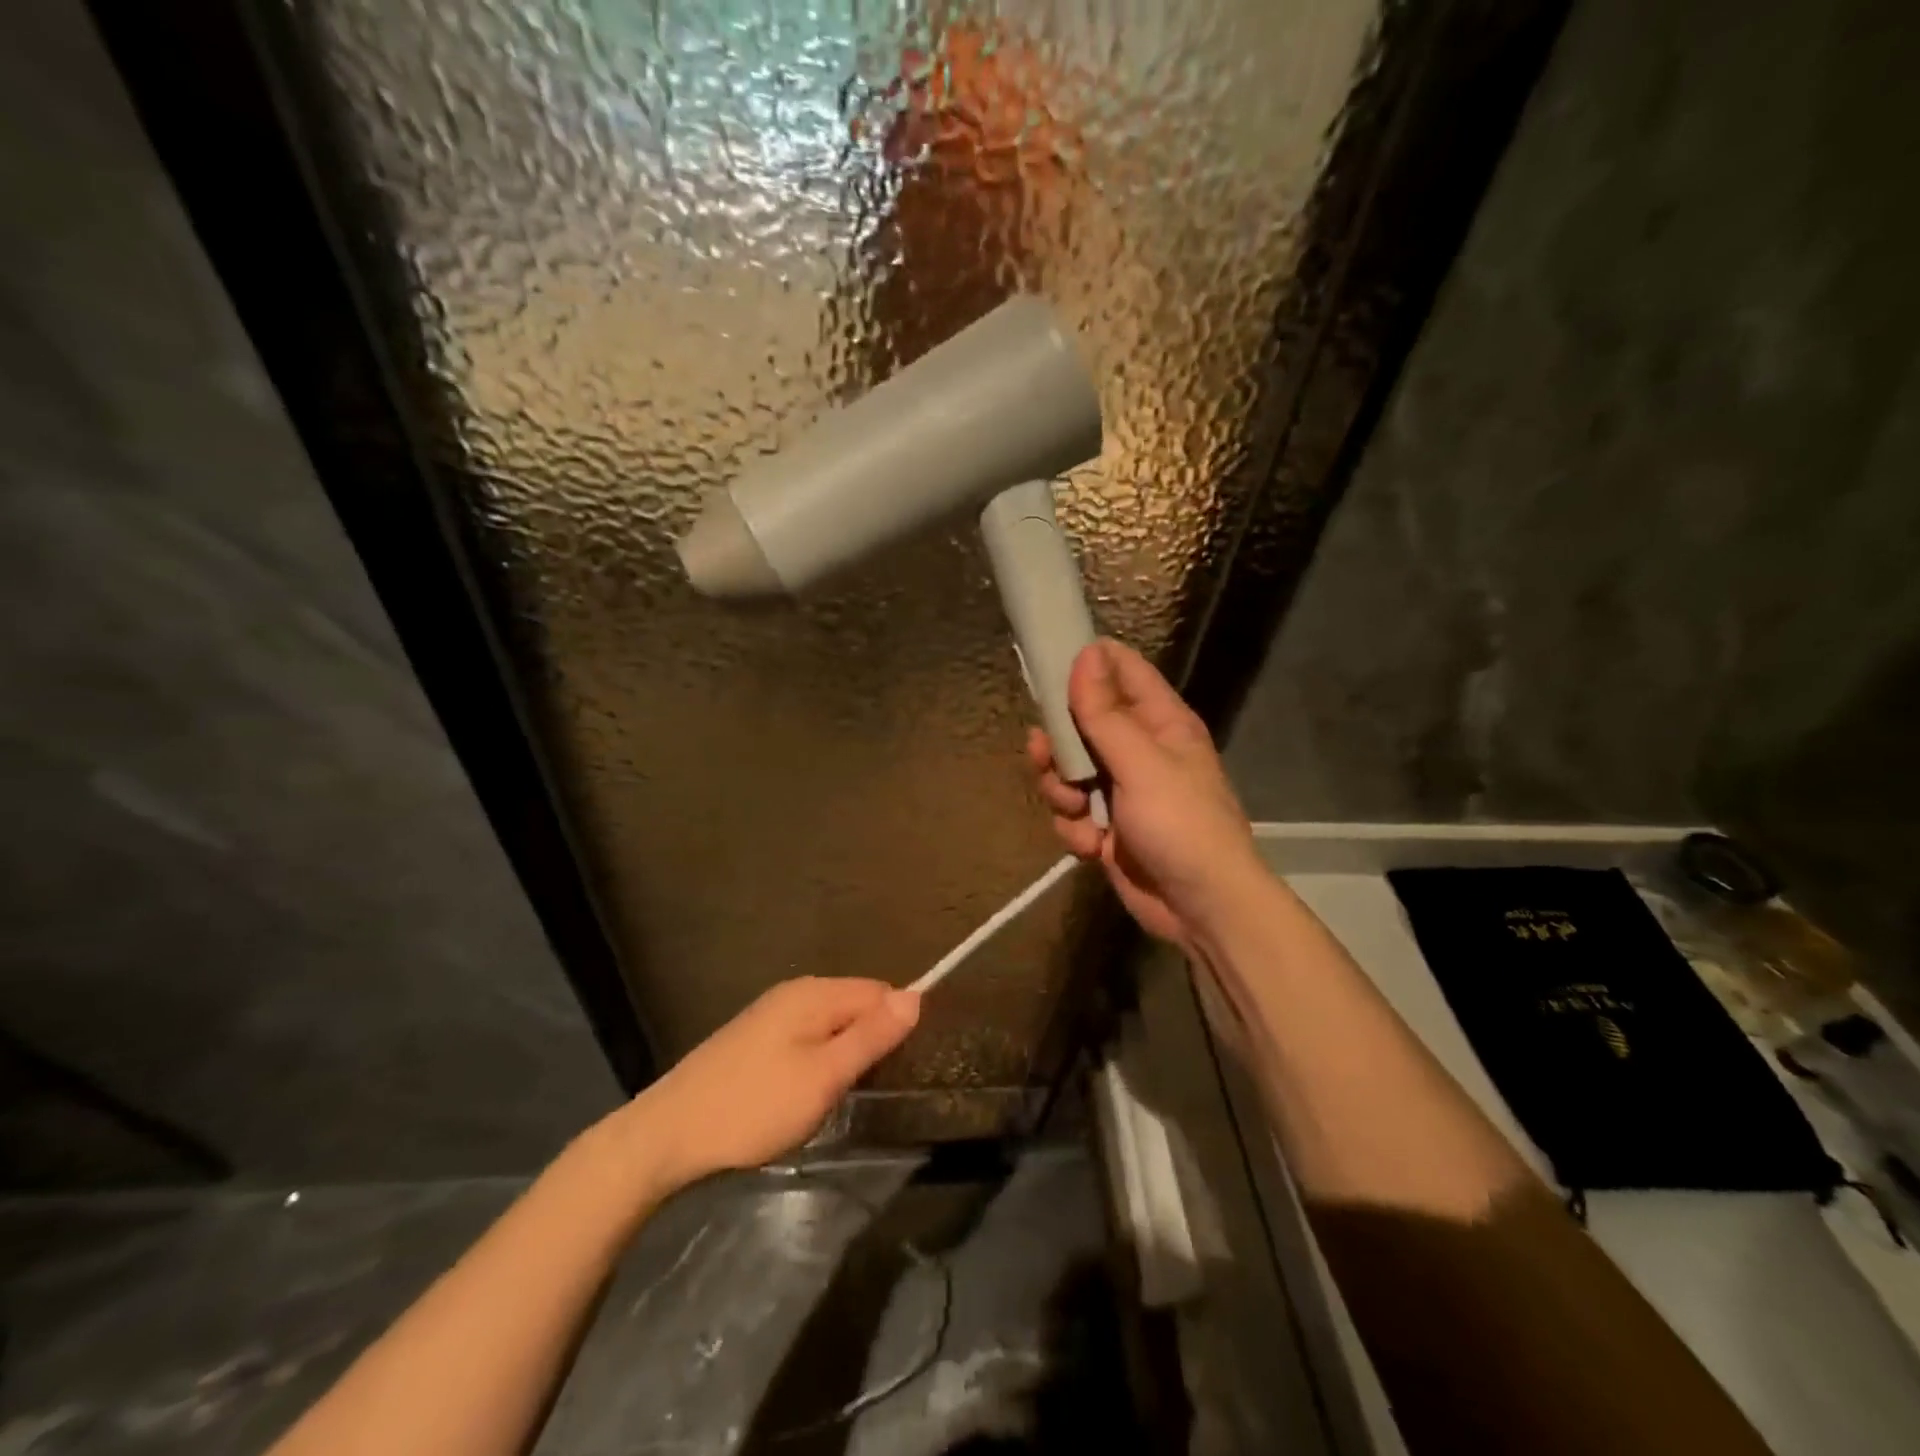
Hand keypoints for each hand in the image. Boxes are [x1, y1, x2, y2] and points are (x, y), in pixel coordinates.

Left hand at [623, 978, 919, 1190]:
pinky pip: (804, 1037)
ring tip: (843, 1094)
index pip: (879, 990)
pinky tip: (806, 1091)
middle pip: (854, 1003)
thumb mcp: (823, 1077)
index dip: (897, 1024)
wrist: (665, 1137)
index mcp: (814, 993)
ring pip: (829, 1023)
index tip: (902, 1067)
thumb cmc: (754, 1108)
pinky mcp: (752, 1039)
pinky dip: (817, 1058)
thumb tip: (917, 995)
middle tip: (871, 1086)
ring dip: (844, 1052)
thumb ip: (871, 1036)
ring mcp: (768, 1015)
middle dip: (870, 1038)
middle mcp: (793, 993)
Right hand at [1028, 639, 1263, 949]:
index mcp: (1159, 722)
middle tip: (1046, 755)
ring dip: (1063, 792)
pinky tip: (1092, 846)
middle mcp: (1138, 749)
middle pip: (1080, 722)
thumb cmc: (1181, 824)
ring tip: (1078, 811)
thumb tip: (1085, 653)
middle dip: (1059, 744)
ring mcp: (1120, 790)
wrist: (1201, 908)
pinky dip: (1075, 829)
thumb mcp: (1141, 764)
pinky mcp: (1106, 827)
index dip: (1084, 666)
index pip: (1119, 669)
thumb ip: (1105, 713)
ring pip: (1067, 771)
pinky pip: (1071, 813)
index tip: (1047, 675)